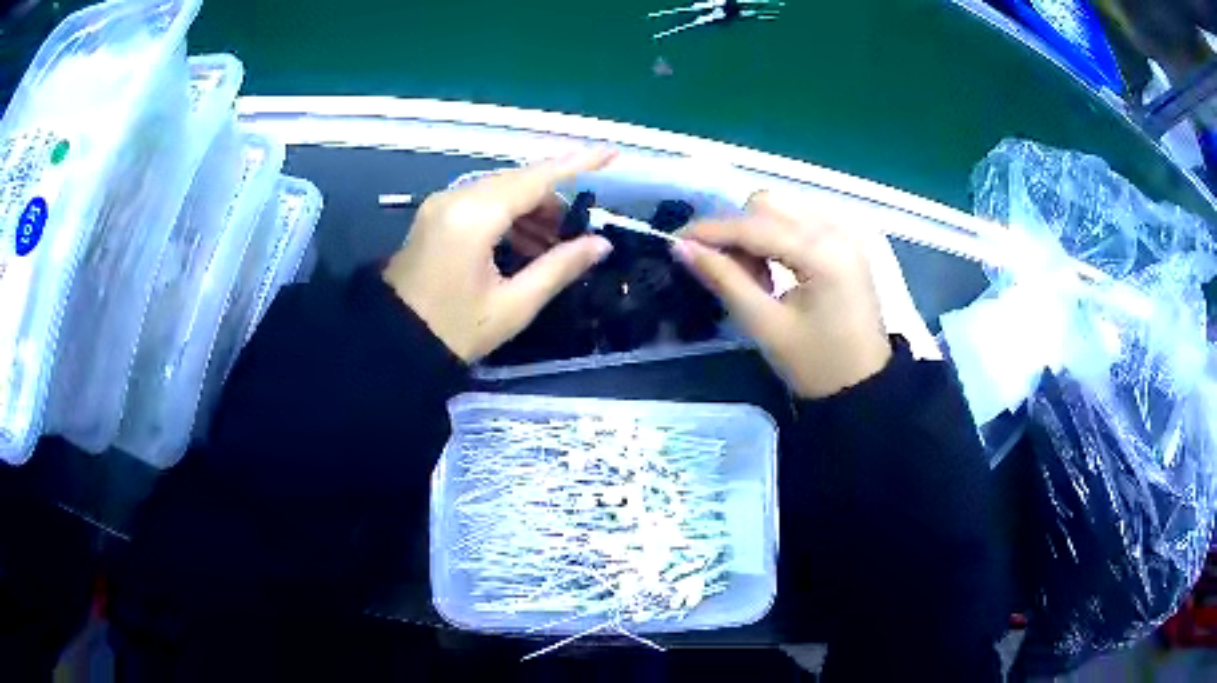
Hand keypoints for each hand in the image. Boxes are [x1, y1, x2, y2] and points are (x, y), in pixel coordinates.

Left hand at [383, 150, 615, 362]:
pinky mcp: (435, 215)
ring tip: (551, 250)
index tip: (611, 153)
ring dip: (532, 212)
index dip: (578, 163)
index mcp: (475, 216)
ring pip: (502, 191)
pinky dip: (509, 217)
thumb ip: (560, 267)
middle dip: (553, 203)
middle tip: (575, 238)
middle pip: (520, 182)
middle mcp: (457, 197)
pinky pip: (483, 202)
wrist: (392, 344)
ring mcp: (442, 204)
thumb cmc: (453, 330)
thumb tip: (600, 244)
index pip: (537, 178)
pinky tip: (522, 248)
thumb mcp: (513, 305)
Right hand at [675, 191, 891, 398]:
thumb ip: (725, 280)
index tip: (675, 241)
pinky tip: (774, 270)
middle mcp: (836, 230)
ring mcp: (844, 233)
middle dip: (737, 231)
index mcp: (823, 253)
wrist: (864, 387)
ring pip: (783, 209)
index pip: (755, 226)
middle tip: (726, 272)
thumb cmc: (817, 365)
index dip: (711, 231)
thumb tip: (682, 247)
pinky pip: (799, 221)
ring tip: (754, 277)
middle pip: (769, 205)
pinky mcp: (846, 242)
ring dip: (756, 232)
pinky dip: (777, 236)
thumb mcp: (766, 326)